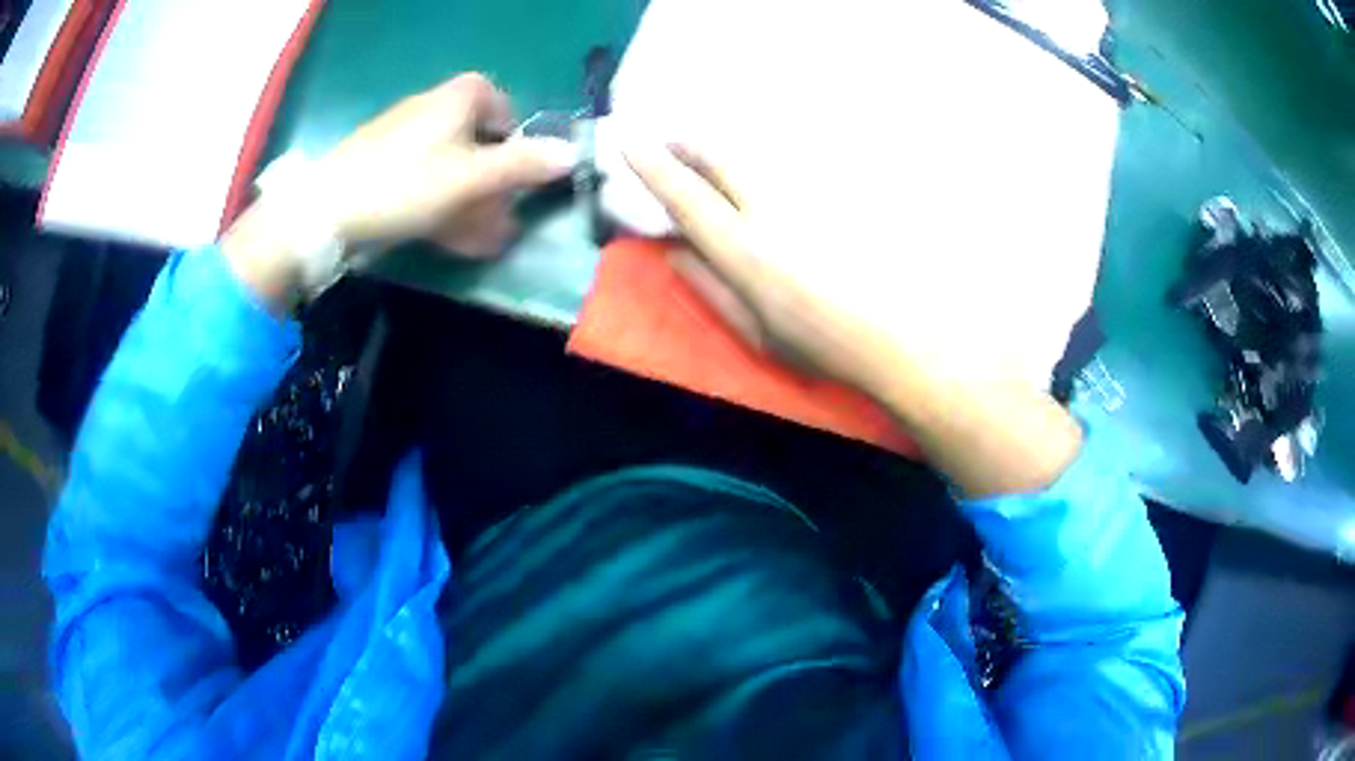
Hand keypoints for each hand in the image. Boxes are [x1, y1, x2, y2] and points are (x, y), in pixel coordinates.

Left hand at [319, 73, 575, 250]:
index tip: (521, 173)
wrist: (325, 213)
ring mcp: (404, 141)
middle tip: (505, 218)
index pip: (501, 105)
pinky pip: (425, 184)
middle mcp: (431, 110)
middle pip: (477, 142)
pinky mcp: (383, 170)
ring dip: (474, 203)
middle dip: (495, 184)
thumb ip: (523, 165)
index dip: (516, 139)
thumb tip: (573, 153)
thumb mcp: (472, 176)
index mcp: (456, 98)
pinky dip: (444, 207)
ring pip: (452, 168)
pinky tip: (454, 239)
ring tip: (486, 240)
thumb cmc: (405, 184)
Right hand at [624, 143, 1082, 497]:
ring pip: (756, 154)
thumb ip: (707, 287)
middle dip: (689, 143)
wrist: (900, 336)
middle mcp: (771, 209)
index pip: (685, 195)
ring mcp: (809, 194)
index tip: (630, 142)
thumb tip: (672, 251)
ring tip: (715, 157)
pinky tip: (773, 177)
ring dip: (726, 151)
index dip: (652, 166)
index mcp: (742, 249)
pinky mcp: (838, 190)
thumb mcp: (754, 332)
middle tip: (674, 142)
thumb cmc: (821, 345)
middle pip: (720, 157)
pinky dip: (768, 164)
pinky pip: (792, 164)